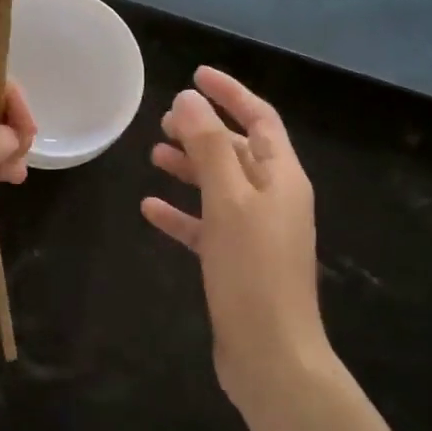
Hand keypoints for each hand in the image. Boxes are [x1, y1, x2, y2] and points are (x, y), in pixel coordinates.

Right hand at [141, 66, 334, 412]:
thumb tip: (189, 100)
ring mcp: (255, 231)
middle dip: (203, 131)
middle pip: (237, 150)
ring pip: (219, 185)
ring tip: (154, 153)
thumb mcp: (228, 200)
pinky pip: (206, 224)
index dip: (230, 93)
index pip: (259, 118)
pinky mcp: (236, 261)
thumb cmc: (252, 270)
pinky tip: (149, 207)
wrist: (270, 356)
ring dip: (189, 167)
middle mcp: (273, 199)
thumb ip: (207, 147)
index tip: (196, 74)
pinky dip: (181, 212)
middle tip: (165, 119)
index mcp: (282, 177)